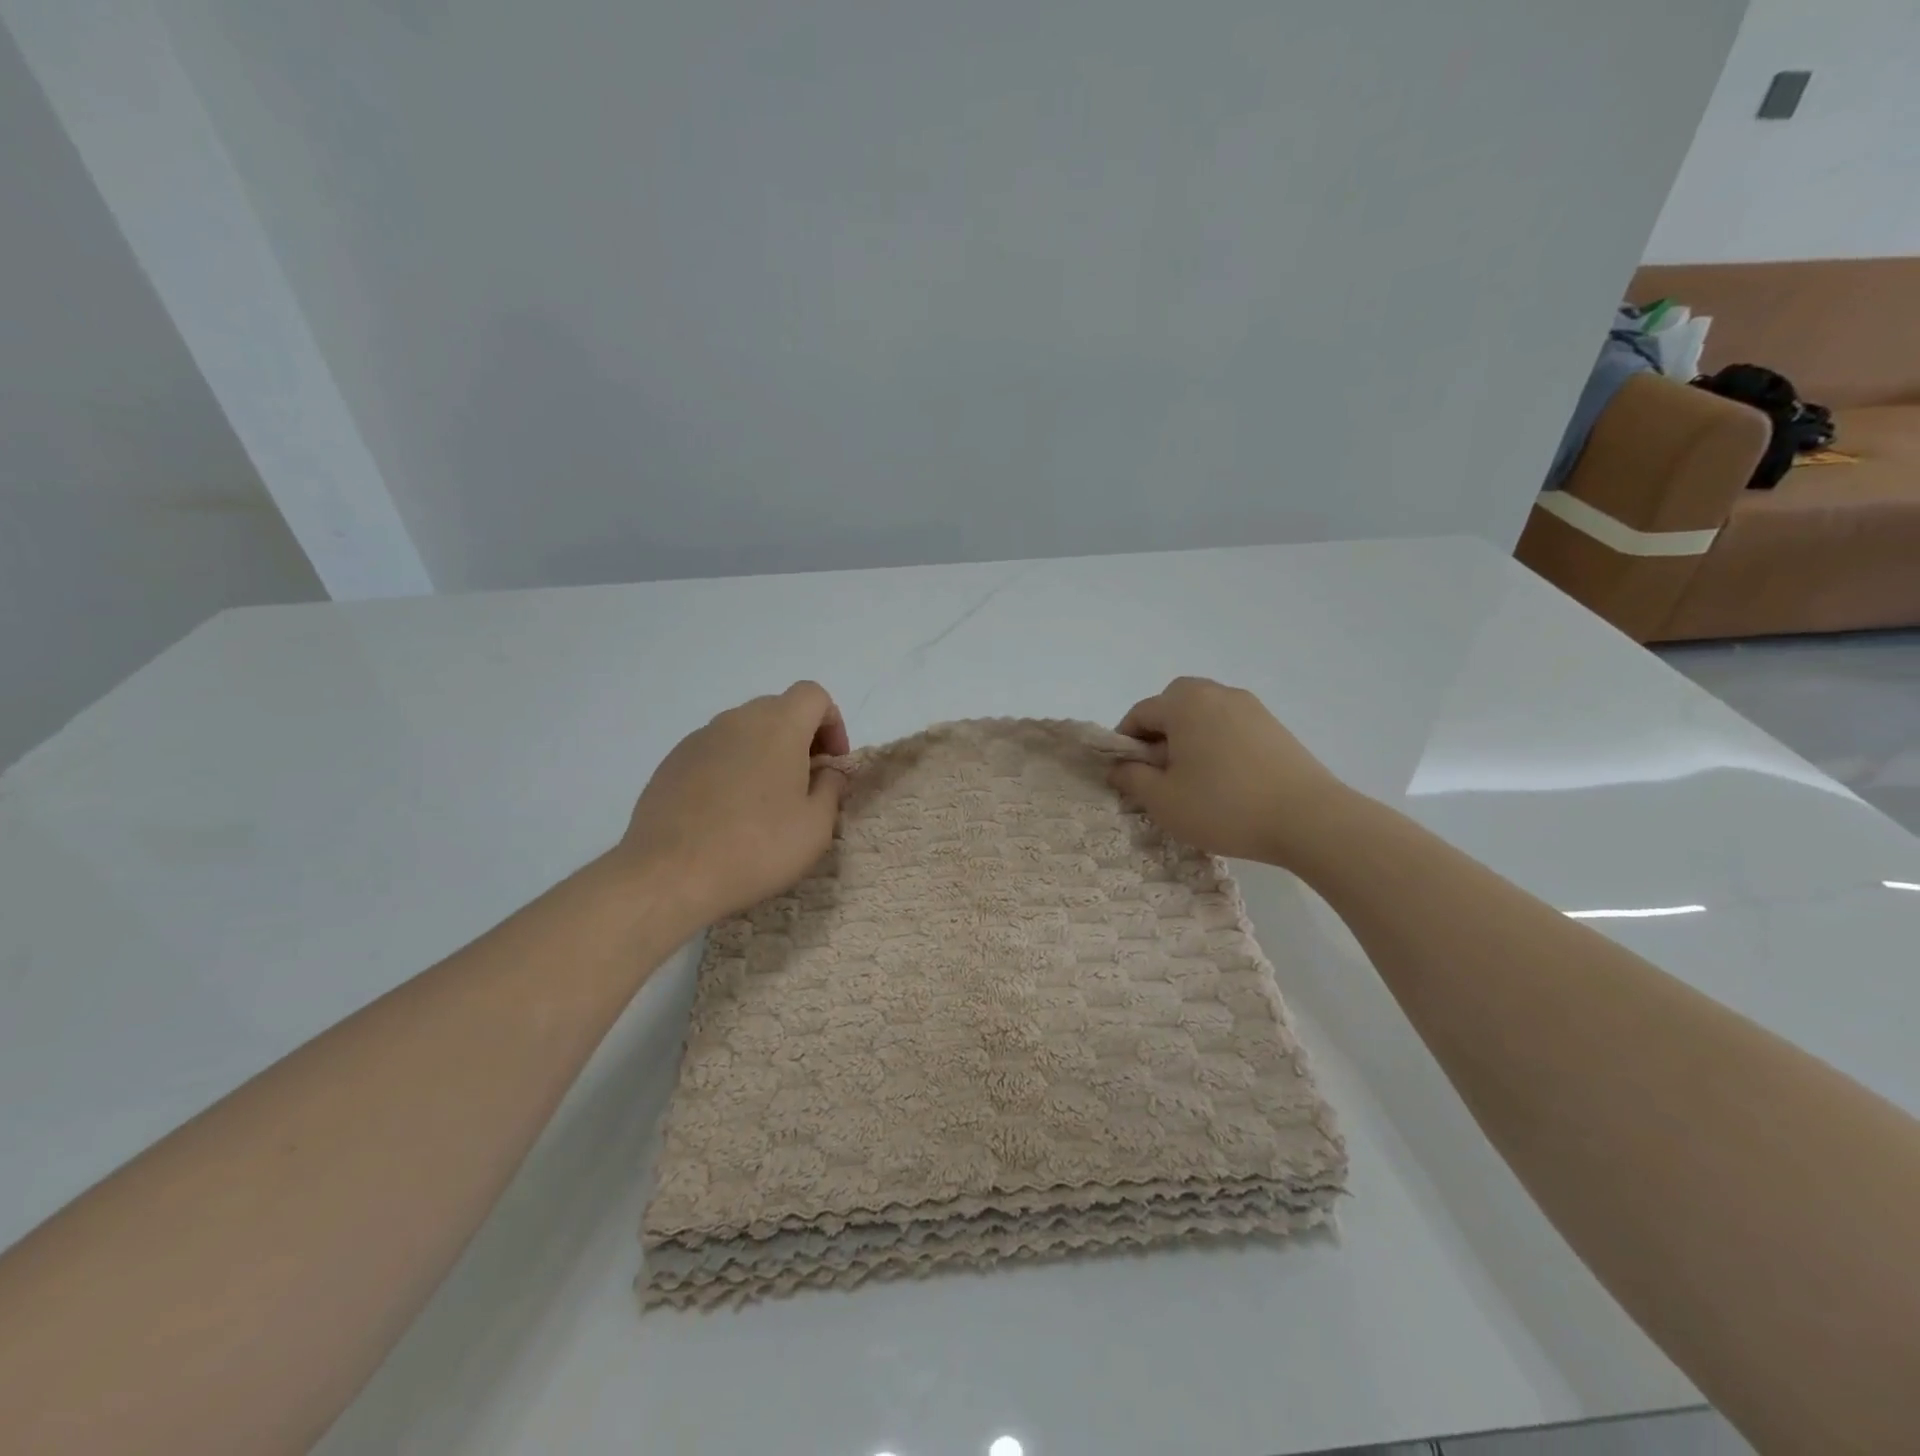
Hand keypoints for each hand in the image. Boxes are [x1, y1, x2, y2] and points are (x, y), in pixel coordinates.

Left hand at [617, 681, 850, 926]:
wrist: (670, 875)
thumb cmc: (757, 848)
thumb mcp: (816, 826)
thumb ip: (831, 788)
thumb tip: (827, 772)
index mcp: (778, 726)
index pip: (813, 695)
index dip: (832, 723)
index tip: (832, 763)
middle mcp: (737, 720)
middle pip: (779, 710)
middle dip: (800, 738)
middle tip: (805, 784)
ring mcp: (698, 739)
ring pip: (744, 731)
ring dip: (764, 754)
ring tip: (764, 803)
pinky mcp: (671, 762)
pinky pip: (715, 752)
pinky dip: (731, 769)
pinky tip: (727, 813)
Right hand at [1109, 676, 1346, 866]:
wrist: (1309, 819)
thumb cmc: (1224, 806)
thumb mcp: (1163, 800)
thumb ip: (1131, 778)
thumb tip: (1118, 767)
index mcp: (1185, 703)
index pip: (1139, 713)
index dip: (1124, 744)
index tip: (1126, 776)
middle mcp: (1217, 693)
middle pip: (1173, 705)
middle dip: (1158, 735)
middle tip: (1159, 774)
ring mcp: (1250, 707)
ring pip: (1203, 715)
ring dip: (1188, 739)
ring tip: (1193, 780)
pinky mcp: (1274, 726)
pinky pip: (1230, 726)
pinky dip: (1216, 744)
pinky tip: (1225, 781)